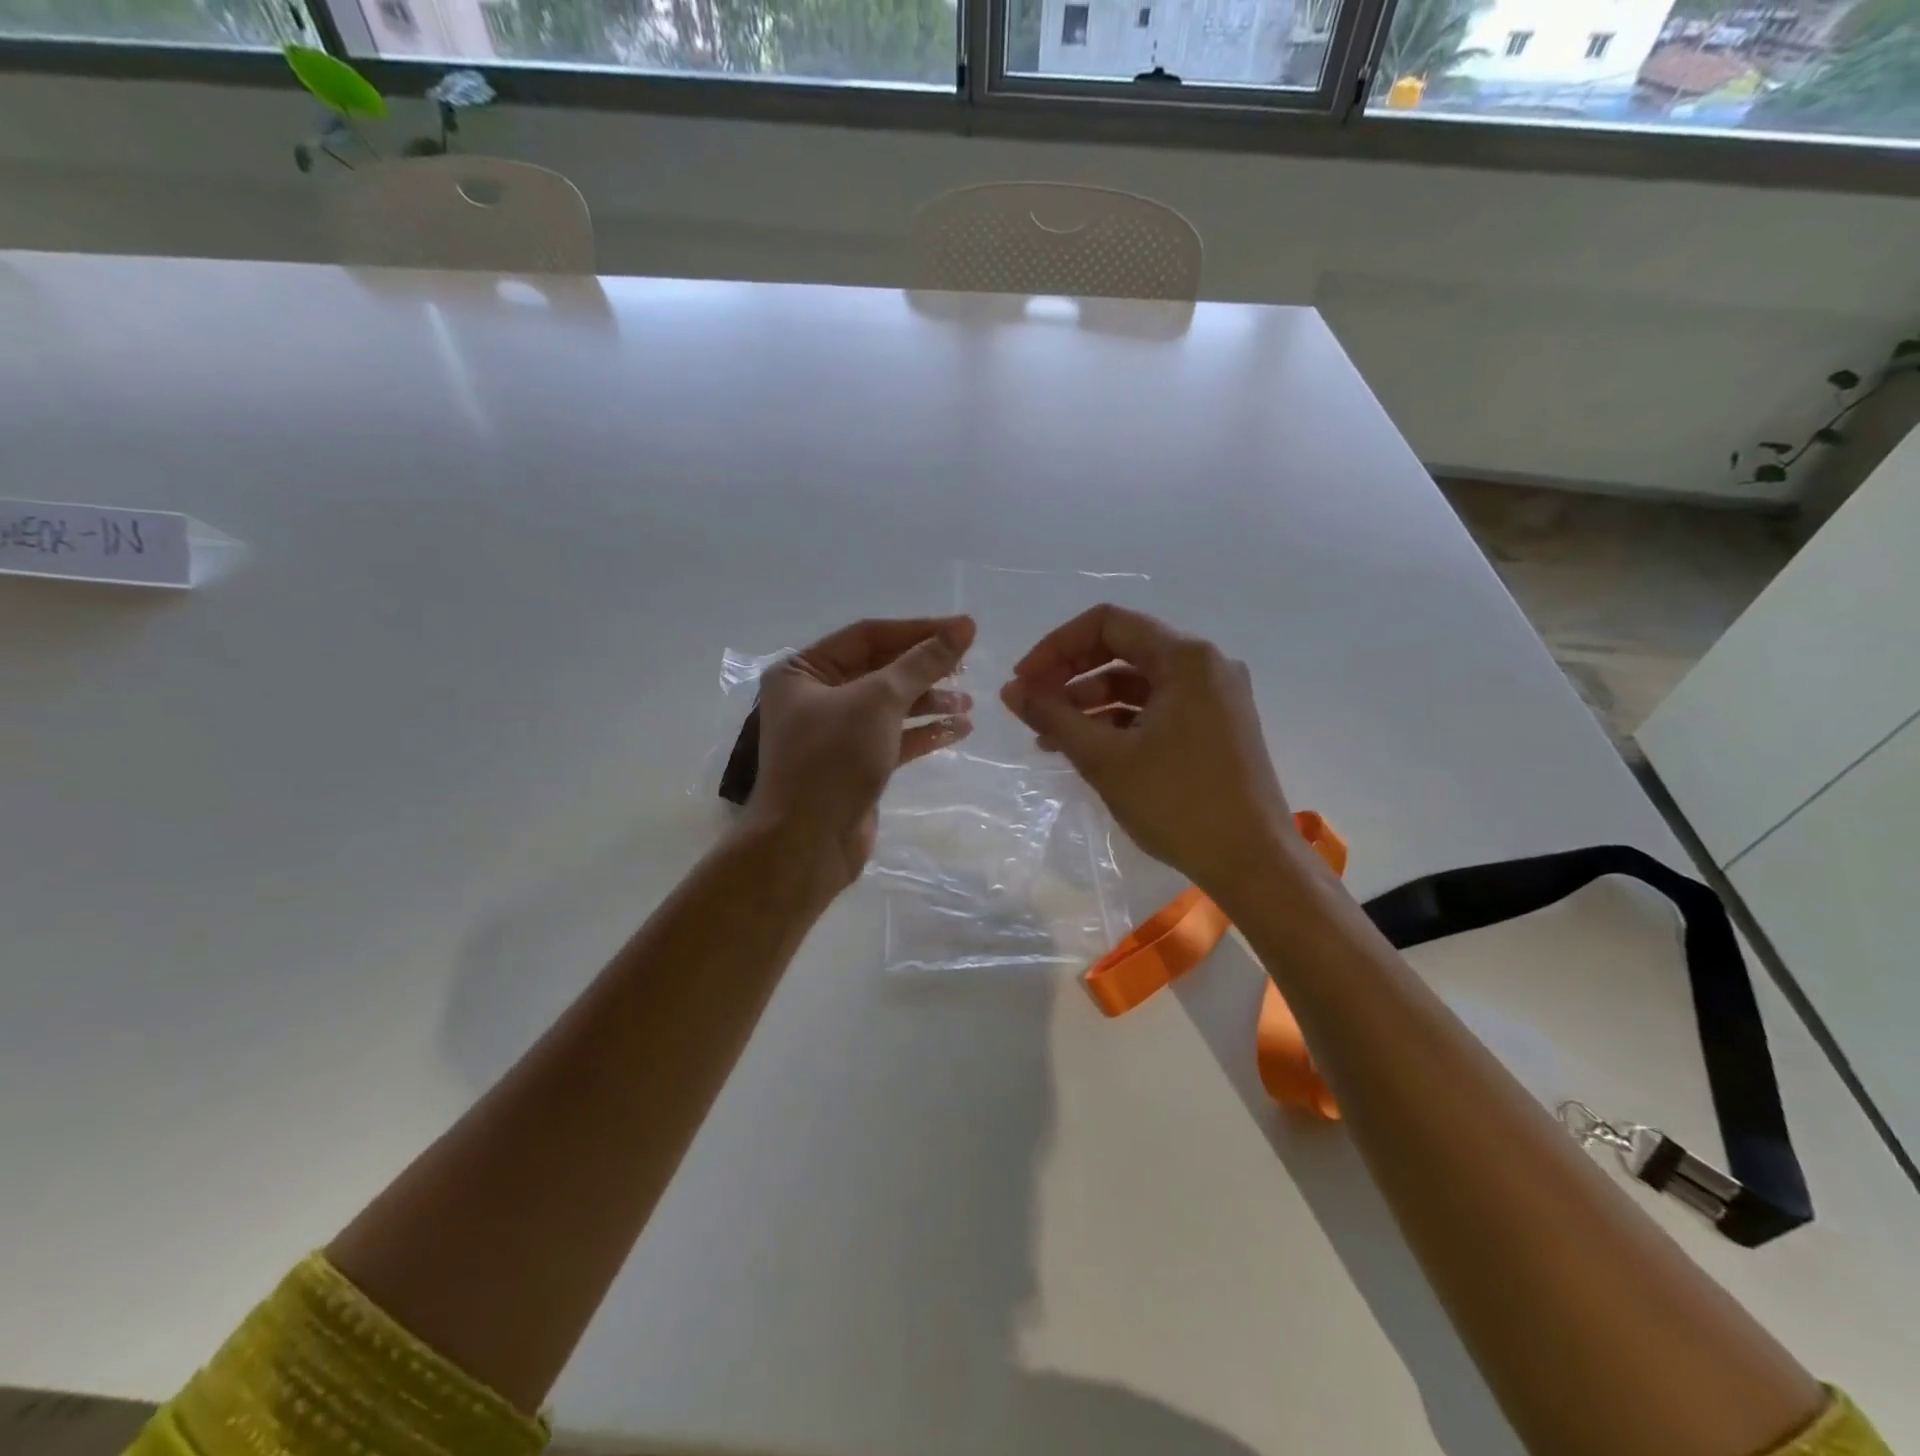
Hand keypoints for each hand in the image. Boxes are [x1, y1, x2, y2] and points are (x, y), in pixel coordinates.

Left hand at [747, 615, 976, 893]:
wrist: (808, 844)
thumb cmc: (833, 759)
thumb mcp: (879, 701)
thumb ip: (922, 663)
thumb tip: (963, 627)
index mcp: (803, 670)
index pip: (868, 636)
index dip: (918, 630)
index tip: (964, 630)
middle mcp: (814, 697)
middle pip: (880, 670)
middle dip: (925, 668)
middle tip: (969, 666)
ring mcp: (834, 733)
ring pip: (890, 706)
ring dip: (930, 702)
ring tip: (969, 704)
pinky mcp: (854, 764)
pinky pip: (893, 737)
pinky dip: (924, 732)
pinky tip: (959, 730)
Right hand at [1000, 605, 1295, 899]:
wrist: (1252, 863)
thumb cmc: (1178, 803)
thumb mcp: (1105, 758)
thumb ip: (1053, 717)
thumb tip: (1011, 691)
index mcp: (1185, 658)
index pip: (1107, 624)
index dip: (1056, 647)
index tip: (1023, 682)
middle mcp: (1205, 664)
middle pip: (1123, 648)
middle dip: (1070, 674)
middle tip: (1032, 705)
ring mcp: (1215, 696)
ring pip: (1138, 682)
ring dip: (1090, 701)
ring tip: (1050, 736)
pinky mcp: (1216, 725)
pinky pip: (1157, 707)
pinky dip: (1119, 721)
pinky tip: (1087, 747)